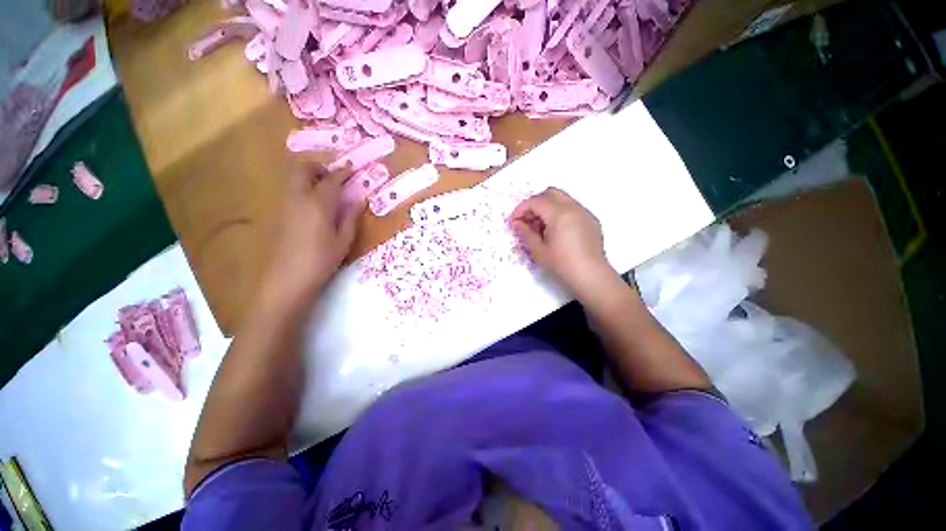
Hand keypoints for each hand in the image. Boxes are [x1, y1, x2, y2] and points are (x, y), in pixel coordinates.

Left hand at [260, 164, 363, 311]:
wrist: (288, 278)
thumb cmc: (322, 260)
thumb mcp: (343, 240)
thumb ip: (351, 216)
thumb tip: (359, 198)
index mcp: (318, 203)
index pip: (331, 180)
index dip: (343, 173)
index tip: (352, 169)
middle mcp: (298, 198)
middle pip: (303, 170)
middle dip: (319, 168)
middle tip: (334, 178)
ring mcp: (285, 205)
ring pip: (294, 180)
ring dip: (309, 178)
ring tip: (326, 192)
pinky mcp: (278, 215)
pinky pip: (291, 193)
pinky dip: (303, 190)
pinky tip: (314, 208)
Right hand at [510, 188, 617, 298]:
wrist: (590, 275)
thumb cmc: (561, 263)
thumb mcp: (538, 250)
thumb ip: (525, 233)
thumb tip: (517, 223)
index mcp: (559, 213)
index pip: (535, 201)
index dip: (520, 209)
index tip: (513, 222)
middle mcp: (573, 207)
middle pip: (550, 193)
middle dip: (535, 203)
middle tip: (527, 220)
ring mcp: (584, 212)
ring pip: (562, 199)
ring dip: (548, 207)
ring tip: (541, 227)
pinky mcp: (591, 220)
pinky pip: (573, 208)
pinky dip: (561, 213)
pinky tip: (557, 231)